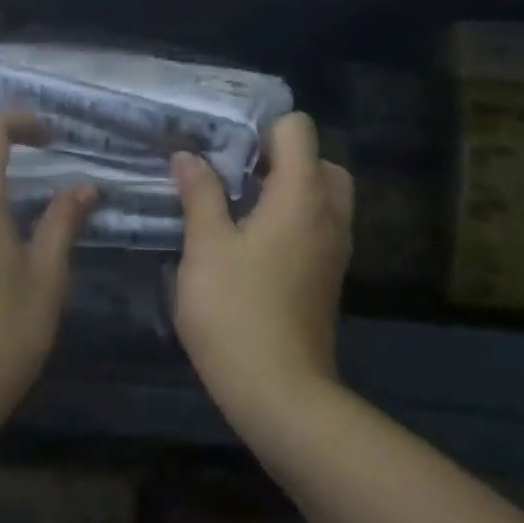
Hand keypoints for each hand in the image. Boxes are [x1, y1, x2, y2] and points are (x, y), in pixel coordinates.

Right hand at [172, 112, 352, 422]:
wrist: (281, 394)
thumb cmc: (237, 311)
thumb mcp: (205, 247)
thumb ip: (200, 194)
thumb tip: (188, 157)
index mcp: (301, 195)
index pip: (299, 129)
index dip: (263, 129)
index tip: (226, 150)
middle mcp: (329, 213)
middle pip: (318, 159)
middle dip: (279, 159)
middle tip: (236, 177)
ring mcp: (335, 247)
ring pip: (322, 194)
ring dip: (287, 189)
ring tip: (239, 207)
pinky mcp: (330, 275)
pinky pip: (320, 225)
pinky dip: (294, 218)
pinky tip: (252, 242)